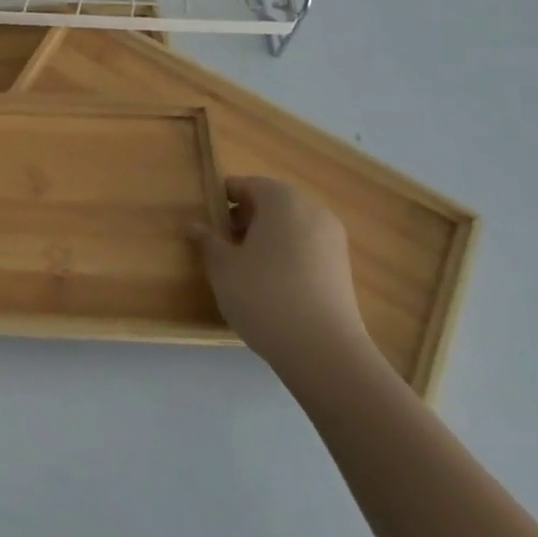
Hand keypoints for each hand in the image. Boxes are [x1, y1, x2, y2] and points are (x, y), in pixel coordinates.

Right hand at [189, 176, 373, 386]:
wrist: (324, 352)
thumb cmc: (264, 295)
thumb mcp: (222, 266)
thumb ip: (207, 241)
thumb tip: (195, 227)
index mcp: (281, 199)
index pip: (245, 185)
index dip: (222, 200)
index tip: (207, 223)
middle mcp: (312, 210)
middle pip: (270, 204)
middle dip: (244, 219)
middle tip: (222, 245)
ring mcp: (332, 240)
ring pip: (289, 227)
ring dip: (265, 238)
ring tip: (244, 268)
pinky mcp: (342, 269)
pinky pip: (306, 248)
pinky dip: (286, 256)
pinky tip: (270, 286)